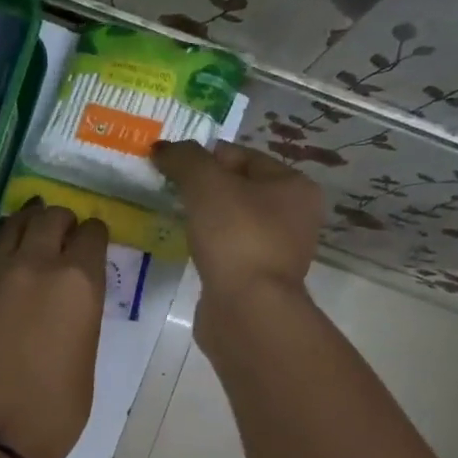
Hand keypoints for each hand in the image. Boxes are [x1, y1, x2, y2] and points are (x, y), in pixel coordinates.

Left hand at [0, 202, 108, 457]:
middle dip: (62, 219)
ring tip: (34, 226)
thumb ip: (80, 313)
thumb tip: (70, 298)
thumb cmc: (57, 409)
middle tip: (65, 231)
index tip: (94, 240)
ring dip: (28, 222)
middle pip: (50, 217)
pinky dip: (3, 248)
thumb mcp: (86, 355)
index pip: (91, 234)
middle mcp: (36, 267)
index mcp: (77, 282)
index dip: (95, 233)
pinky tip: (6, 261)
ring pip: (12, 226)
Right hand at [153, 140, 322, 343]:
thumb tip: (162, 148)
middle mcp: (295, 217)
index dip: (206, 156)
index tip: (173, 166)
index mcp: (295, 186)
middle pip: (239, 188)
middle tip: (170, 191)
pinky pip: (228, 250)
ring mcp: (278, 251)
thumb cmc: (236, 236)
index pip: (244, 156)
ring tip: (175, 218)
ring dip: (205, 218)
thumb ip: (184, 159)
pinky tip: (189, 248)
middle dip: (204, 187)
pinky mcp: (258, 279)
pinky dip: (208, 246)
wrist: (247, 309)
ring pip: (233, 221)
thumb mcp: (206, 184)